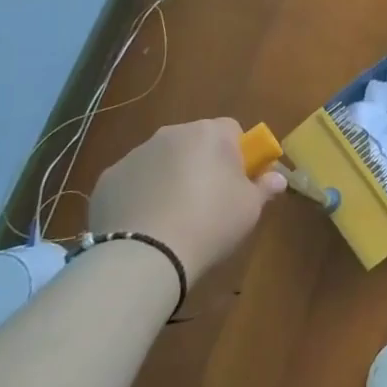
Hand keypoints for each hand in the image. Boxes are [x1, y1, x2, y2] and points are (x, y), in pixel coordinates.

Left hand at [88, 119, 284, 281]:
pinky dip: (140, 196)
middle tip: (208, 202)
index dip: (238, 155)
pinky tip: (144, 226)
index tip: (239, 183)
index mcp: (209, 133)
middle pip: (195, 143)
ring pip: (161, 160)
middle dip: (202, 164)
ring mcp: (135, 155)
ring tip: (173, 219)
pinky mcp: (108, 179)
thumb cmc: (210, 223)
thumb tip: (278, 177)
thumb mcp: (249, 209)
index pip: (232, 130)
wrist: (144, 255)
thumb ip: (265, 187)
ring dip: (170, 178)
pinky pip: (133, 182)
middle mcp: (171, 134)